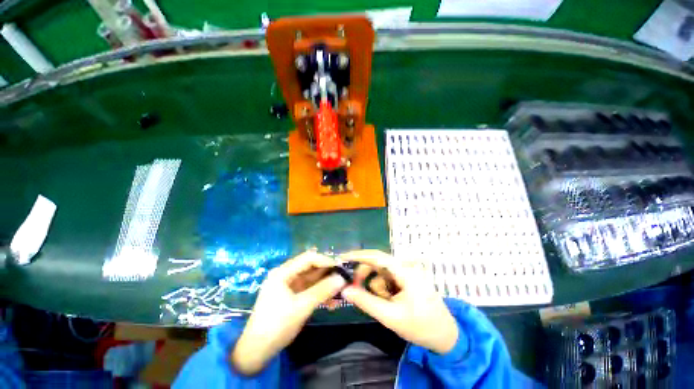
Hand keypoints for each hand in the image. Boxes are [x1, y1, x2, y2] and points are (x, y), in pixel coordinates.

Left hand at [231, 251, 345, 374]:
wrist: (256, 352)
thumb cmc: (276, 325)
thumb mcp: (301, 307)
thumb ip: (323, 291)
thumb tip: (342, 278)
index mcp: (284, 272)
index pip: (309, 258)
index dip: (326, 260)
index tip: (341, 268)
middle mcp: (287, 275)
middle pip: (311, 268)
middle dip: (328, 274)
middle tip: (344, 280)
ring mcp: (290, 286)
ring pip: (313, 280)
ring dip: (326, 285)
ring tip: (341, 293)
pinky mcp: (293, 296)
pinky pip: (310, 290)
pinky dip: (320, 294)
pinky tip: (332, 303)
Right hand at [339, 250, 458, 354]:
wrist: (446, 337)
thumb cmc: (421, 327)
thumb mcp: (391, 317)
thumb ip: (366, 302)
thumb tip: (345, 290)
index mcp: (405, 271)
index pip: (377, 257)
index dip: (359, 255)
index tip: (342, 258)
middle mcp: (405, 267)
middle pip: (377, 264)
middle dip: (365, 276)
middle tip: (355, 290)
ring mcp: (407, 272)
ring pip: (381, 273)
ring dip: (377, 288)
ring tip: (386, 305)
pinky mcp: (406, 279)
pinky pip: (387, 279)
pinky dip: (383, 290)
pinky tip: (391, 302)